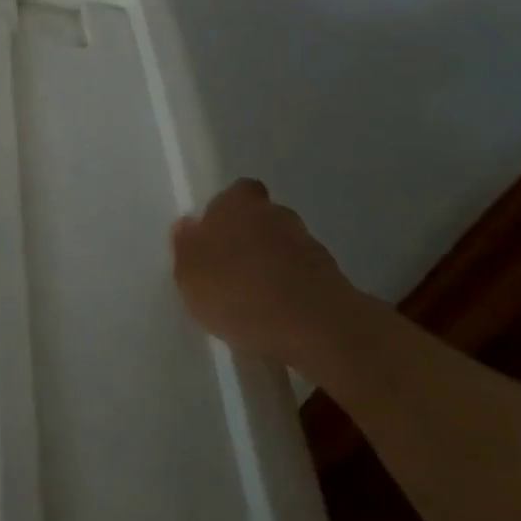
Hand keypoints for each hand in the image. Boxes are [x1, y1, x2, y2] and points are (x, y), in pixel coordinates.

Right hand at [171, 178, 368, 371]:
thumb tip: (188, 225)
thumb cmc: (236, 292)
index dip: (226, 211)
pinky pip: (303, 275)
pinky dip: (292, 288)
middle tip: (232, 267)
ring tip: (255, 297)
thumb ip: (186, 246)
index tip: (216, 236)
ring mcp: (309, 244)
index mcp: (237, 204)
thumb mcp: (189, 274)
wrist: (313, 327)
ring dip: (272, 264)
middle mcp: (276, 214)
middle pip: (261, 218)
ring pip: (283, 246)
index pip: (235, 193)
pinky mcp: (334, 277)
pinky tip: (278, 313)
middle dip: (250, 237)